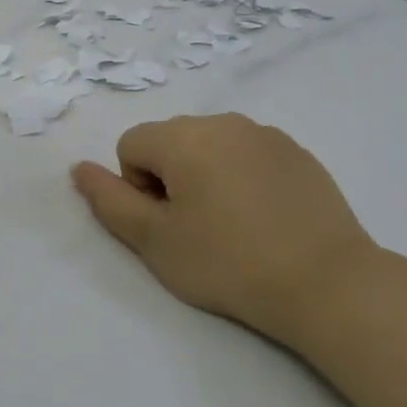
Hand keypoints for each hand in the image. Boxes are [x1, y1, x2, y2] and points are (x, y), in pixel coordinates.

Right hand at [69, 113, 378, 351]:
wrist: (326, 284)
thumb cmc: (227, 262)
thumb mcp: (153, 240)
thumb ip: (109, 200)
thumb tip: (80, 168)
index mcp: (183, 137)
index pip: (131, 145)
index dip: (137, 187)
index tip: (168, 224)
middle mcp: (223, 122)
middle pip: (169, 141)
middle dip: (169, 177)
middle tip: (195, 228)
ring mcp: (266, 134)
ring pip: (209, 147)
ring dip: (204, 176)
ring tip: (230, 225)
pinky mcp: (297, 153)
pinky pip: (247, 155)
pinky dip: (241, 178)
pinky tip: (263, 219)